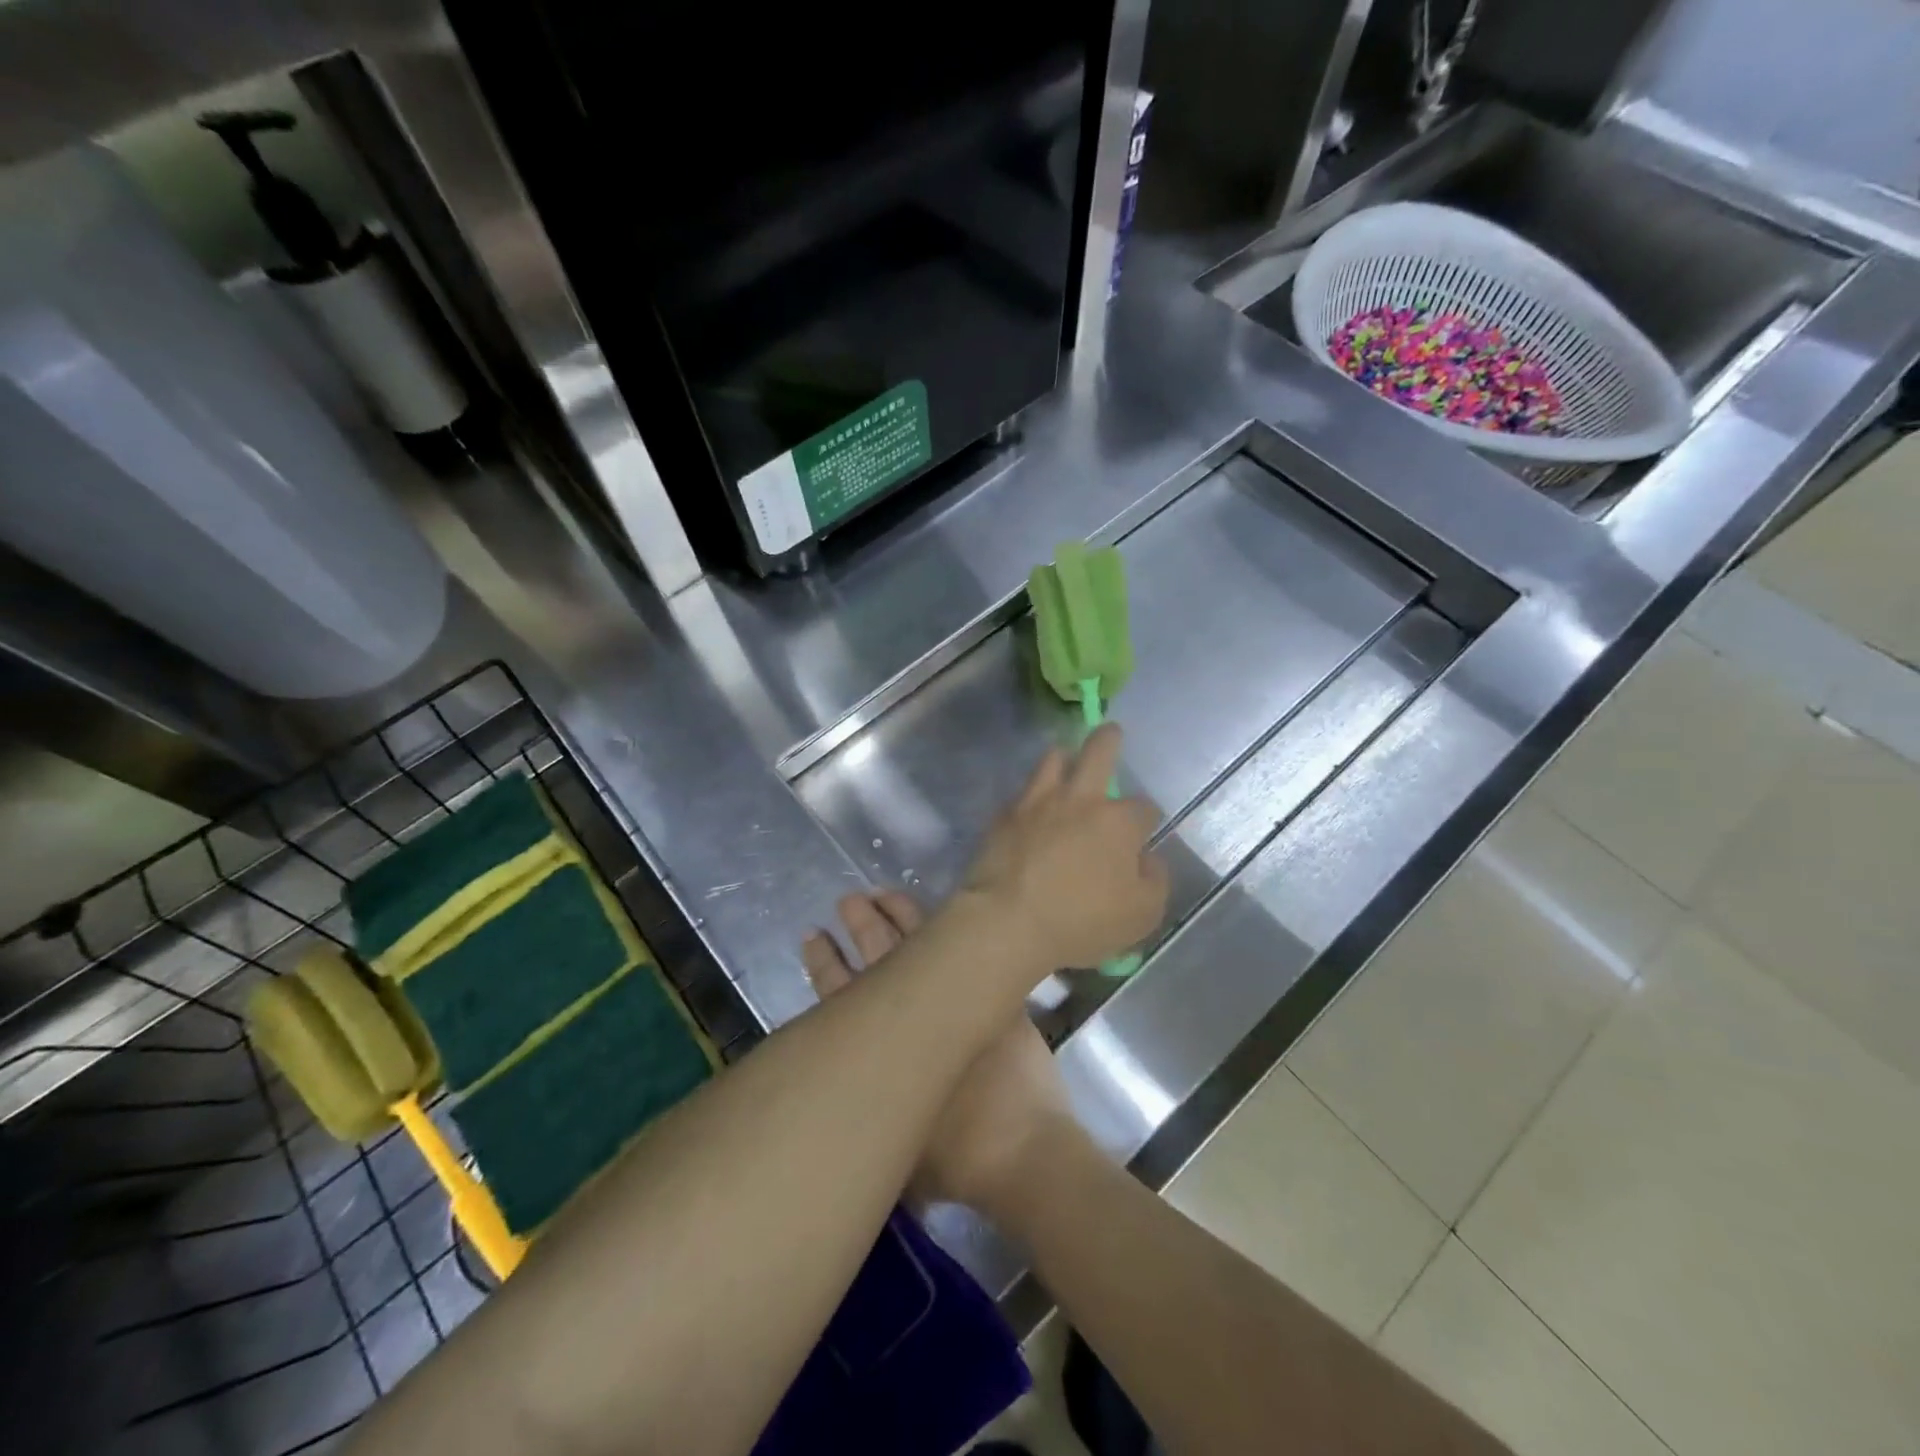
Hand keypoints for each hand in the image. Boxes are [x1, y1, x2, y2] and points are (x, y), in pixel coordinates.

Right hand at [802, 891, 1084, 1217]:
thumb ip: (879, 1119)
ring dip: (897, 915)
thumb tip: (864, 1112)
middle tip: (847, 900)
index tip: (813, 936)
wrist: (1021, 1147)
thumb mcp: (899, 1152)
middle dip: (860, 925)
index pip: (842, 993)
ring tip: (880, 894)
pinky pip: (966, 949)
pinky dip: (950, 929)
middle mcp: (915, 1012)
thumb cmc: (955, 1159)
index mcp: (884, 1045)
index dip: (825, 964)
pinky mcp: (994, 993)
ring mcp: (958, 996)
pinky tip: (945, 914)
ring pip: (920, 941)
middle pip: (880, 955)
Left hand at [959, 724, 1167, 970]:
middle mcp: (1080, 800)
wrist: (1008, 920)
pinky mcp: (1004, 815)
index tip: (1141, 831)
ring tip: (1064, 763)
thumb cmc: (1082, 922)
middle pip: (1099, 751)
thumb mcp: (1142, 915)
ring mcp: (1037, 802)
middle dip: (1109, 739)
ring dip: (1063, 758)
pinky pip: (1021, 793)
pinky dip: (1031, 796)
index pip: (1144, 807)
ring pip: (1053, 759)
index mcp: (1118, 822)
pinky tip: (1030, 809)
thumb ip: (1155, 881)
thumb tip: (1148, 859)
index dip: (1146, 818)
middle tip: (1110, 732)